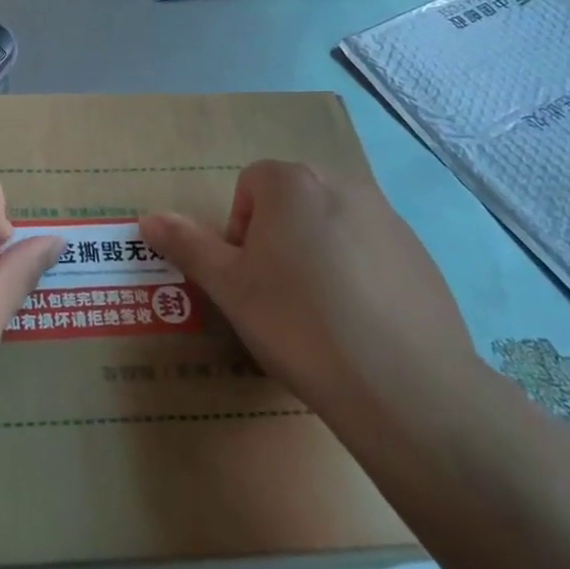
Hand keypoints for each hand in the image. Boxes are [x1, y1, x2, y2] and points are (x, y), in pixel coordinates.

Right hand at [141, 161, 478, 437]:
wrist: (404, 386)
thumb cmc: (298, 323)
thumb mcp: (229, 287)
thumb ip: (187, 245)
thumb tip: (148, 218)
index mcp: (293, 184)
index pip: (251, 183)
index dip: (239, 228)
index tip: (246, 275)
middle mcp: (344, 186)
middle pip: (293, 201)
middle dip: (277, 238)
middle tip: (275, 294)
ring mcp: (390, 221)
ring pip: (333, 226)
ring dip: (316, 254)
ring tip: (318, 315)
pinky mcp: (422, 258)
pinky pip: (372, 253)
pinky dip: (357, 275)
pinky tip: (359, 325)